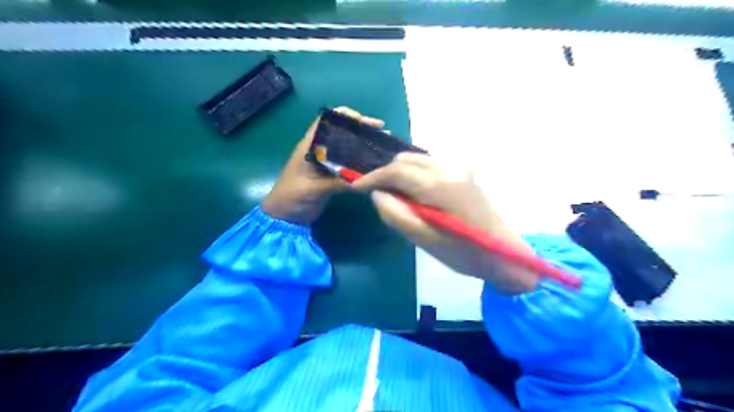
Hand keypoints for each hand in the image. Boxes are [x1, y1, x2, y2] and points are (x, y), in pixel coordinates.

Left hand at [262, 106, 384, 224]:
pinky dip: (361, 162)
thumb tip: (366, 179)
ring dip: (363, 145)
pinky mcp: (331, 175)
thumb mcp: (315, 189)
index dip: (345, 116)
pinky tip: (375, 164)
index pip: (327, 121)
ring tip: (383, 145)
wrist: (285, 217)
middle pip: (342, 132)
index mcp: (310, 146)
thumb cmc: (292, 197)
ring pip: (347, 147)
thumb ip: (338, 182)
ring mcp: (326, 163)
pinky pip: (348, 164)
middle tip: (382, 132)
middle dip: (361, 129)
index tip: (364, 121)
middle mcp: (319, 150)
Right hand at [353, 154, 537, 293]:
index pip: (396, 170)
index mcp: (439, 185)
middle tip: (379, 197)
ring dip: (401, 175)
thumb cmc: (463, 252)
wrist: (504, 253)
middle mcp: (449, 168)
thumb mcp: (423, 239)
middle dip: (387, 175)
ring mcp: (459, 167)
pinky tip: (417, 197)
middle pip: (406, 159)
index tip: (356, 187)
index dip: (372, 177)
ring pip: (417, 160)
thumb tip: (377, 194)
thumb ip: (395, 213)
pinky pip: (429, 167)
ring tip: (398, 199)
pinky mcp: (463, 173)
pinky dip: (415, 176)